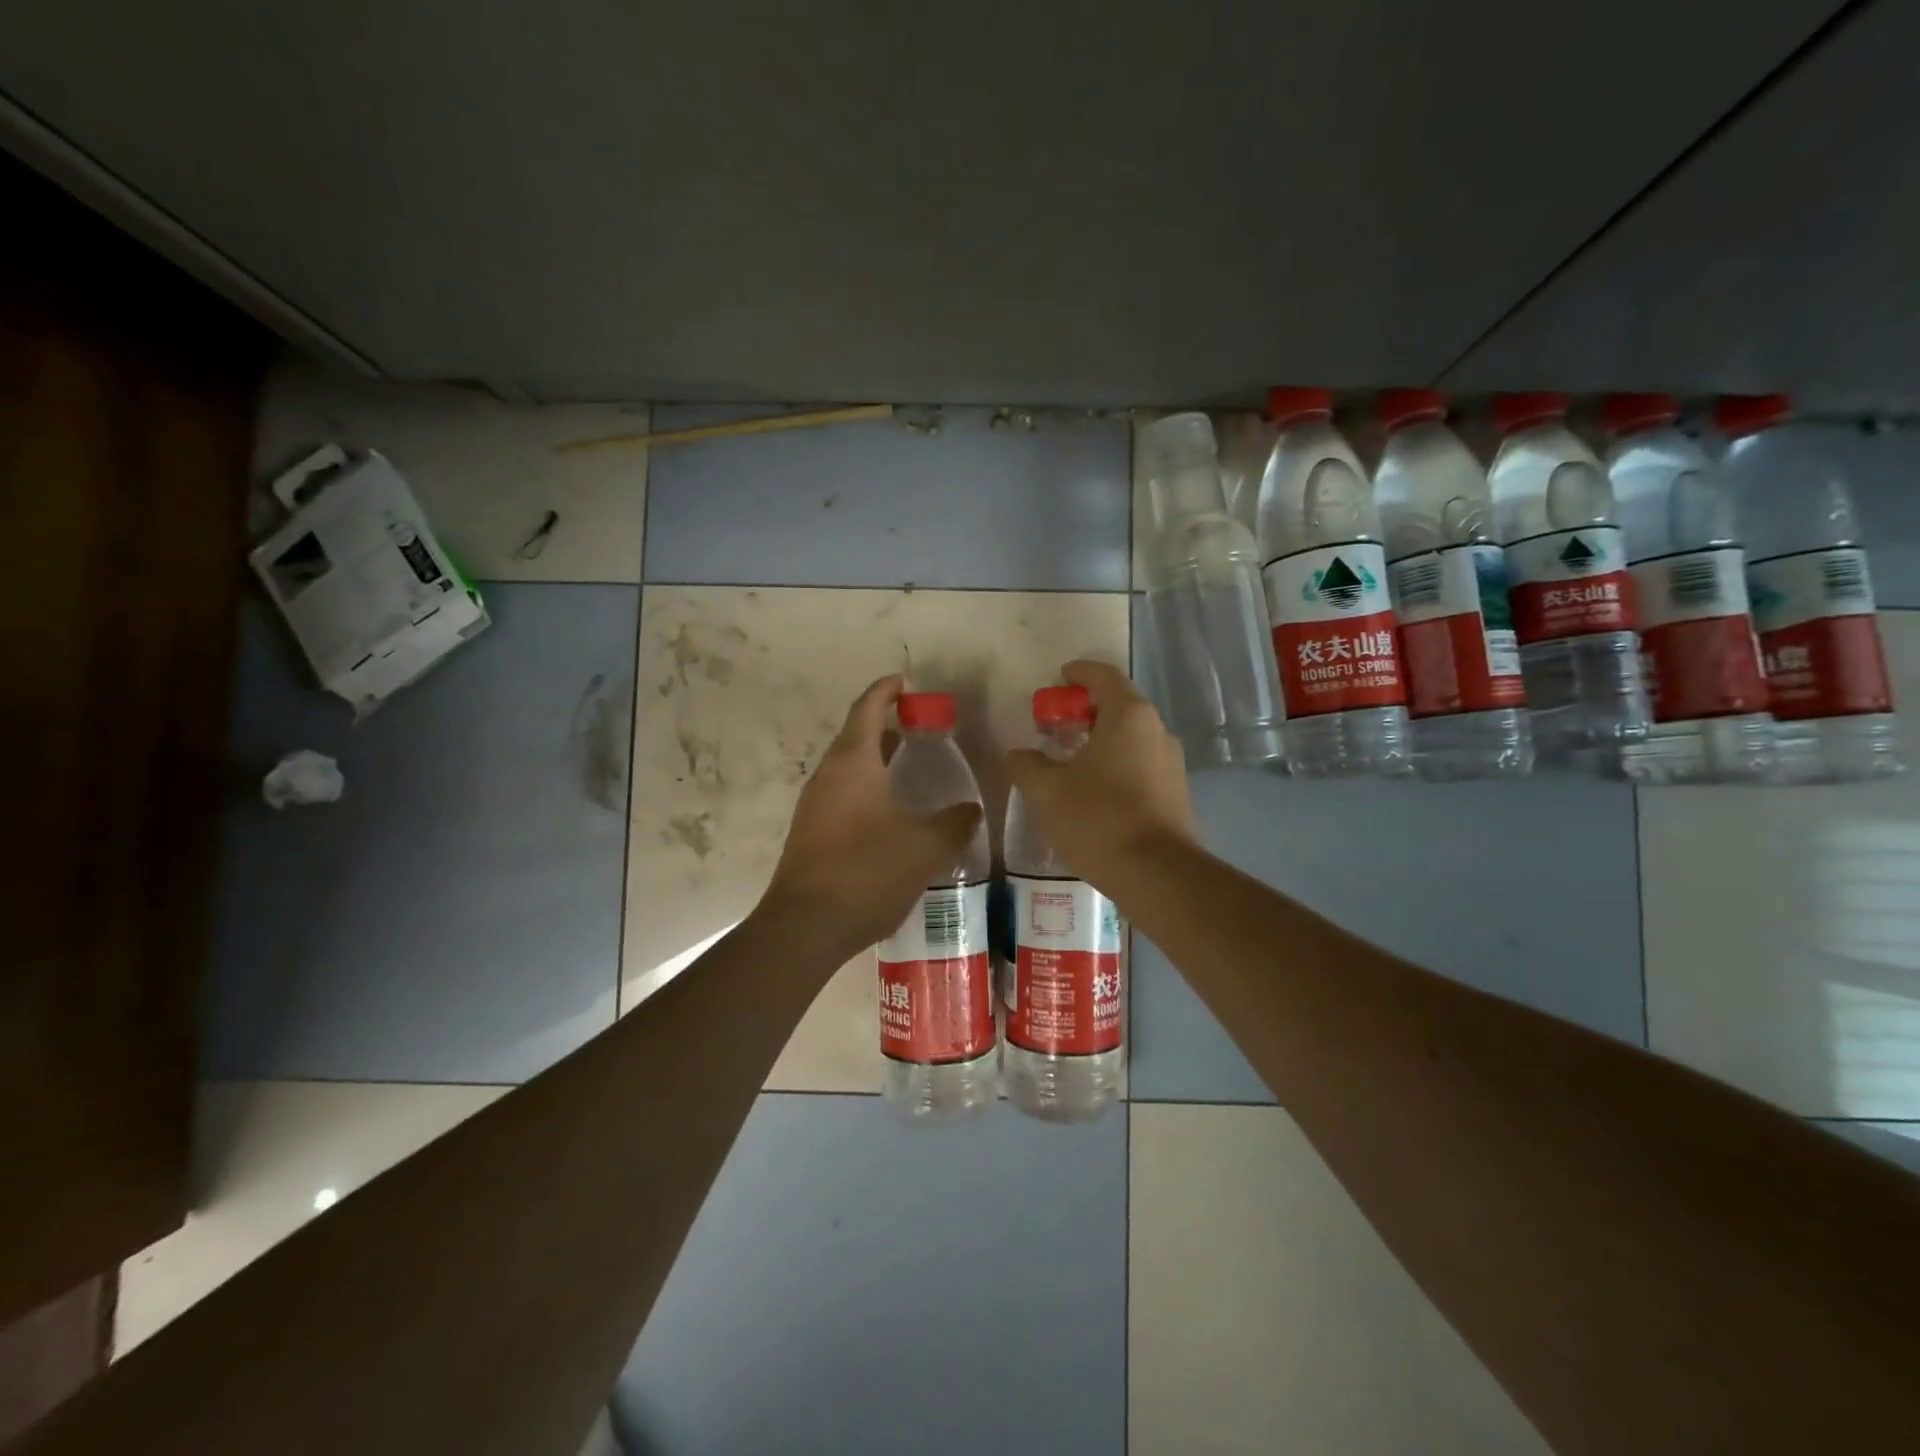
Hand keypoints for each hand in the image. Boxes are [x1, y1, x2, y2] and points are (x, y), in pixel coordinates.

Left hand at [759, 674, 982, 962]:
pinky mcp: (811, 833)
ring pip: (848, 768)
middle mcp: (828, 776)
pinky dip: (867, 788)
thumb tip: (972, 810)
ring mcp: (815, 806)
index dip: (886, 691)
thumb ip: (954, 823)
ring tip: (909, 764)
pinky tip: (891, 812)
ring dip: (876, 759)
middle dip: (885, 725)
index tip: (904, 681)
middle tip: (919, 726)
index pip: (868, 709)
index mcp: (853, 763)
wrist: (805, 927)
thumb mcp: (925, 847)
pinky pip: (843, 795)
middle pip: (855, 736)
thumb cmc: (866, 872)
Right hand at [1005, 660, 1197, 890]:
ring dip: (1101, 741)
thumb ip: (1027, 765)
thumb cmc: (1098, 818)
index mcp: (1129, 716)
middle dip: (1087, 710)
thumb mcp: (1047, 790)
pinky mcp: (1176, 794)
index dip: (1079, 672)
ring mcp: (1172, 764)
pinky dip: (1116, 766)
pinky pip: (1141, 766)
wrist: (1157, 874)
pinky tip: (1094, 792)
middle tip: (1056, 724)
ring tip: (1070, 760)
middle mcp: (1157, 731)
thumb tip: (1018, 756)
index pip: (1104, 676)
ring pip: (1131, 739)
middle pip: (1120, 707)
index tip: (1059, 676)